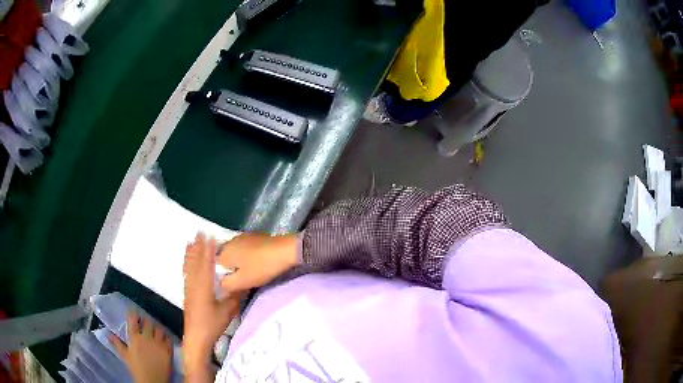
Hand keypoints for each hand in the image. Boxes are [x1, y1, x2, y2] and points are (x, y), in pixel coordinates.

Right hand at [110, 312, 172, 382]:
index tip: (133, 309)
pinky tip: (165, 338)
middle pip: (148, 321)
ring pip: (160, 328)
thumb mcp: (125, 356)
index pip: (133, 319)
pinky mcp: (168, 350)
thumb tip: (108, 334)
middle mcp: (146, 337)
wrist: (152, 381)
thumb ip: (117, 343)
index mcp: (134, 338)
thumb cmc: (136, 369)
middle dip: (147, 320)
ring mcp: (158, 343)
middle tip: (146, 322)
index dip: (133, 312)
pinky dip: (167, 337)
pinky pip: (169, 339)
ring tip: (157, 330)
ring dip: (158, 328)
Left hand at [182, 233, 240, 374]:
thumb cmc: (212, 324)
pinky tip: (187, 261)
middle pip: (195, 261)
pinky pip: (186, 273)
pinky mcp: (187, 293)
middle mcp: (194, 284)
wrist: (196, 337)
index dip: (208, 249)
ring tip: (191, 241)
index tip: (210, 236)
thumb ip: (234, 296)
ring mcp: (189, 288)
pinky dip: (187, 264)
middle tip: (199, 232)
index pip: (206, 264)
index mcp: (204, 287)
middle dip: (198, 247)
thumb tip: (243, 283)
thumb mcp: (227, 311)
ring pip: (189, 266)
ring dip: (191, 253)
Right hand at [217, 232, 299, 292]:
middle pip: (225, 257)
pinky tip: (258, 262)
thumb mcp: (242, 281)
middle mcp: (230, 240)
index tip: (233, 282)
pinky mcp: (255, 235)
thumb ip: (226, 284)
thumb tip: (220, 283)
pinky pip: (246, 247)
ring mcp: (243, 236)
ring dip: (241, 261)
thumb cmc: (261, 267)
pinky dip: (249, 255)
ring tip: (251, 271)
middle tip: (242, 278)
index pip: (216, 265)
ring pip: (236, 252)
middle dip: (232, 267)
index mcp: (224, 251)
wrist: (285, 251)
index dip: (224, 275)